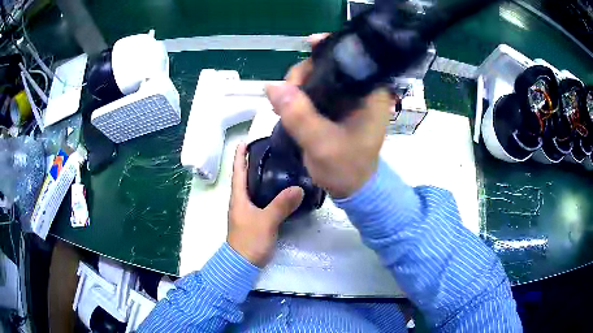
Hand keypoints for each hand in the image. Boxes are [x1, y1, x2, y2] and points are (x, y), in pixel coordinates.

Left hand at [227, 143, 303, 266]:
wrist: (243, 264)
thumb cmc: (249, 240)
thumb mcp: (266, 221)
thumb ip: (281, 205)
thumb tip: (298, 188)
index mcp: (238, 197)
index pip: (237, 171)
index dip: (240, 155)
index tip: (245, 141)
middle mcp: (240, 201)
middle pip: (244, 177)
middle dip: (252, 162)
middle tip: (268, 150)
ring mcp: (246, 211)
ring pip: (252, 188)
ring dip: (259, 176)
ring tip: (275, 166)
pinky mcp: (253, 219)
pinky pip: (260, 199)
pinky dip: (266, 191)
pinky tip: (279, 191)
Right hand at [264, 36, 391, 198]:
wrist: (352, 188)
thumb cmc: (347, 169)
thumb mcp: (322, 144)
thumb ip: (299, 115)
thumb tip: (272, 86)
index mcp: (371, 94)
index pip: (354, 58)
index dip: (331, 47)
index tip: (308, 44)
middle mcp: (361, 91)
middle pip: (331, 64)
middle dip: (306, 72)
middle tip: (287, 91)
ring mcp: (347, 98)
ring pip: (320, 77)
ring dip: (299, 84)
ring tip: (284, 102)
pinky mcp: (336, 107)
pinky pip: (315, 91)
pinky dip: (299, 94)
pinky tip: (288, 104)